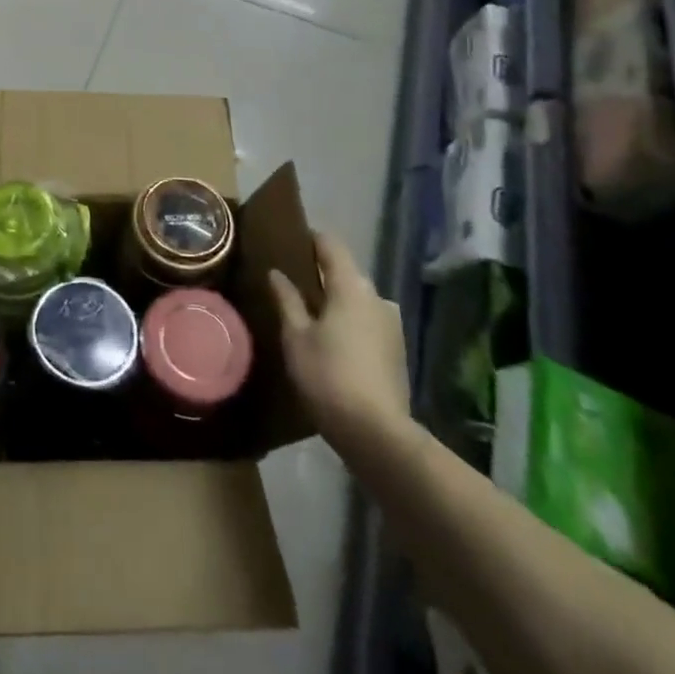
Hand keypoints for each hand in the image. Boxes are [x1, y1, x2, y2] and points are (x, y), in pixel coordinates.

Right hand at [268, 232, 412, 462]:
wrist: (378, 434)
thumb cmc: (328, 376)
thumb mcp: (296, 336)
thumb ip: (287, 300)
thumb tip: (277, 272)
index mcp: (351, 286)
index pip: (331, 246)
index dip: (311, 239)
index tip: (290, 241)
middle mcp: (377, 297)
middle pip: (346, 272)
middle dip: (321, 273)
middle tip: (291, 281)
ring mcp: (391, 324)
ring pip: (357, 299)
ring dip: (336, 300)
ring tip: (309, 313)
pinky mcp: (397, 350)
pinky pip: (367, 321)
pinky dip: (349, 321)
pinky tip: (331, 339)